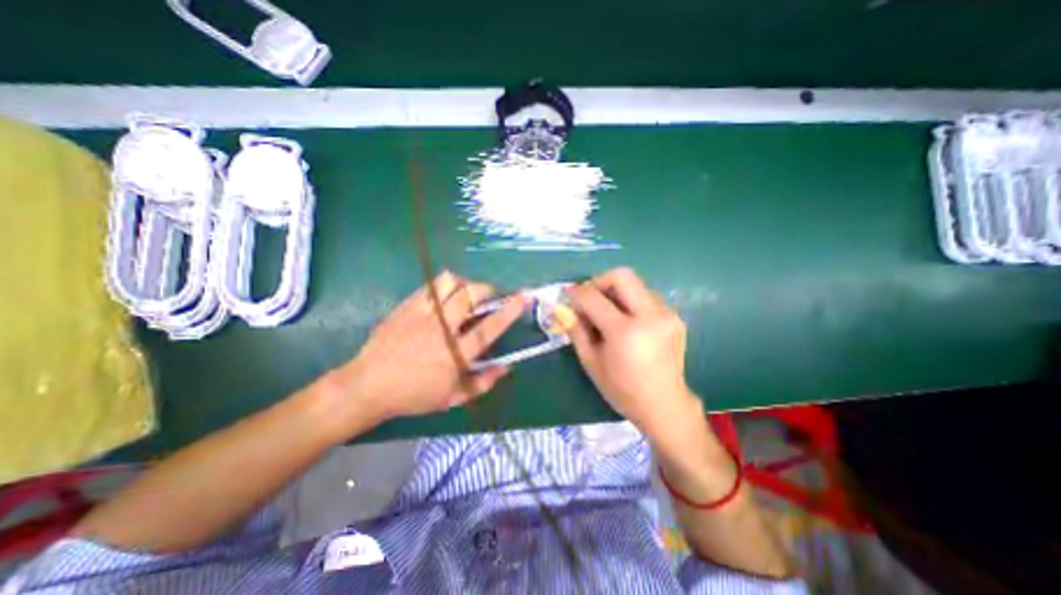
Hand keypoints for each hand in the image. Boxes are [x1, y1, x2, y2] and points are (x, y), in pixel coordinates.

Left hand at [332, 271, 525, 421]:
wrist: (367, 386)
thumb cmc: (413, 395)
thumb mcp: (452, 398)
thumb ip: (483, 383)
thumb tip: (505, 367)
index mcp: (455, 353)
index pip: (490, 327)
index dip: (510, 310)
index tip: (523, 297)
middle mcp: (442, 329)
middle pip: (470, 294)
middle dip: (486, 289)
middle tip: (489, 296)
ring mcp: (422, 314)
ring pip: (448, 283)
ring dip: (464, 283)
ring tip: (465, 293)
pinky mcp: (406, 307)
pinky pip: (429, 286)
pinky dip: (443, 287)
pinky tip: (443, 297)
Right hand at [562, 268, 697, 439]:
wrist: (665, 405)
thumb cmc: (622, 390)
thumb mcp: (591, 362)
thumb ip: (576, 330)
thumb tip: (562, 308)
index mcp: (626, 332)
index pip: (594, 298)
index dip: (577, 292)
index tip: (567, 293)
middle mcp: (650, 316)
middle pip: (622, 276)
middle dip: (600, 281)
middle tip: (590, 299)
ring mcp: (667, 314)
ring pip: (636, 284)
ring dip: (616, 292)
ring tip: (608, 313)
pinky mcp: (675, 317)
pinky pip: (647, 296)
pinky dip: (630, 301)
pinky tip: (627, 321)